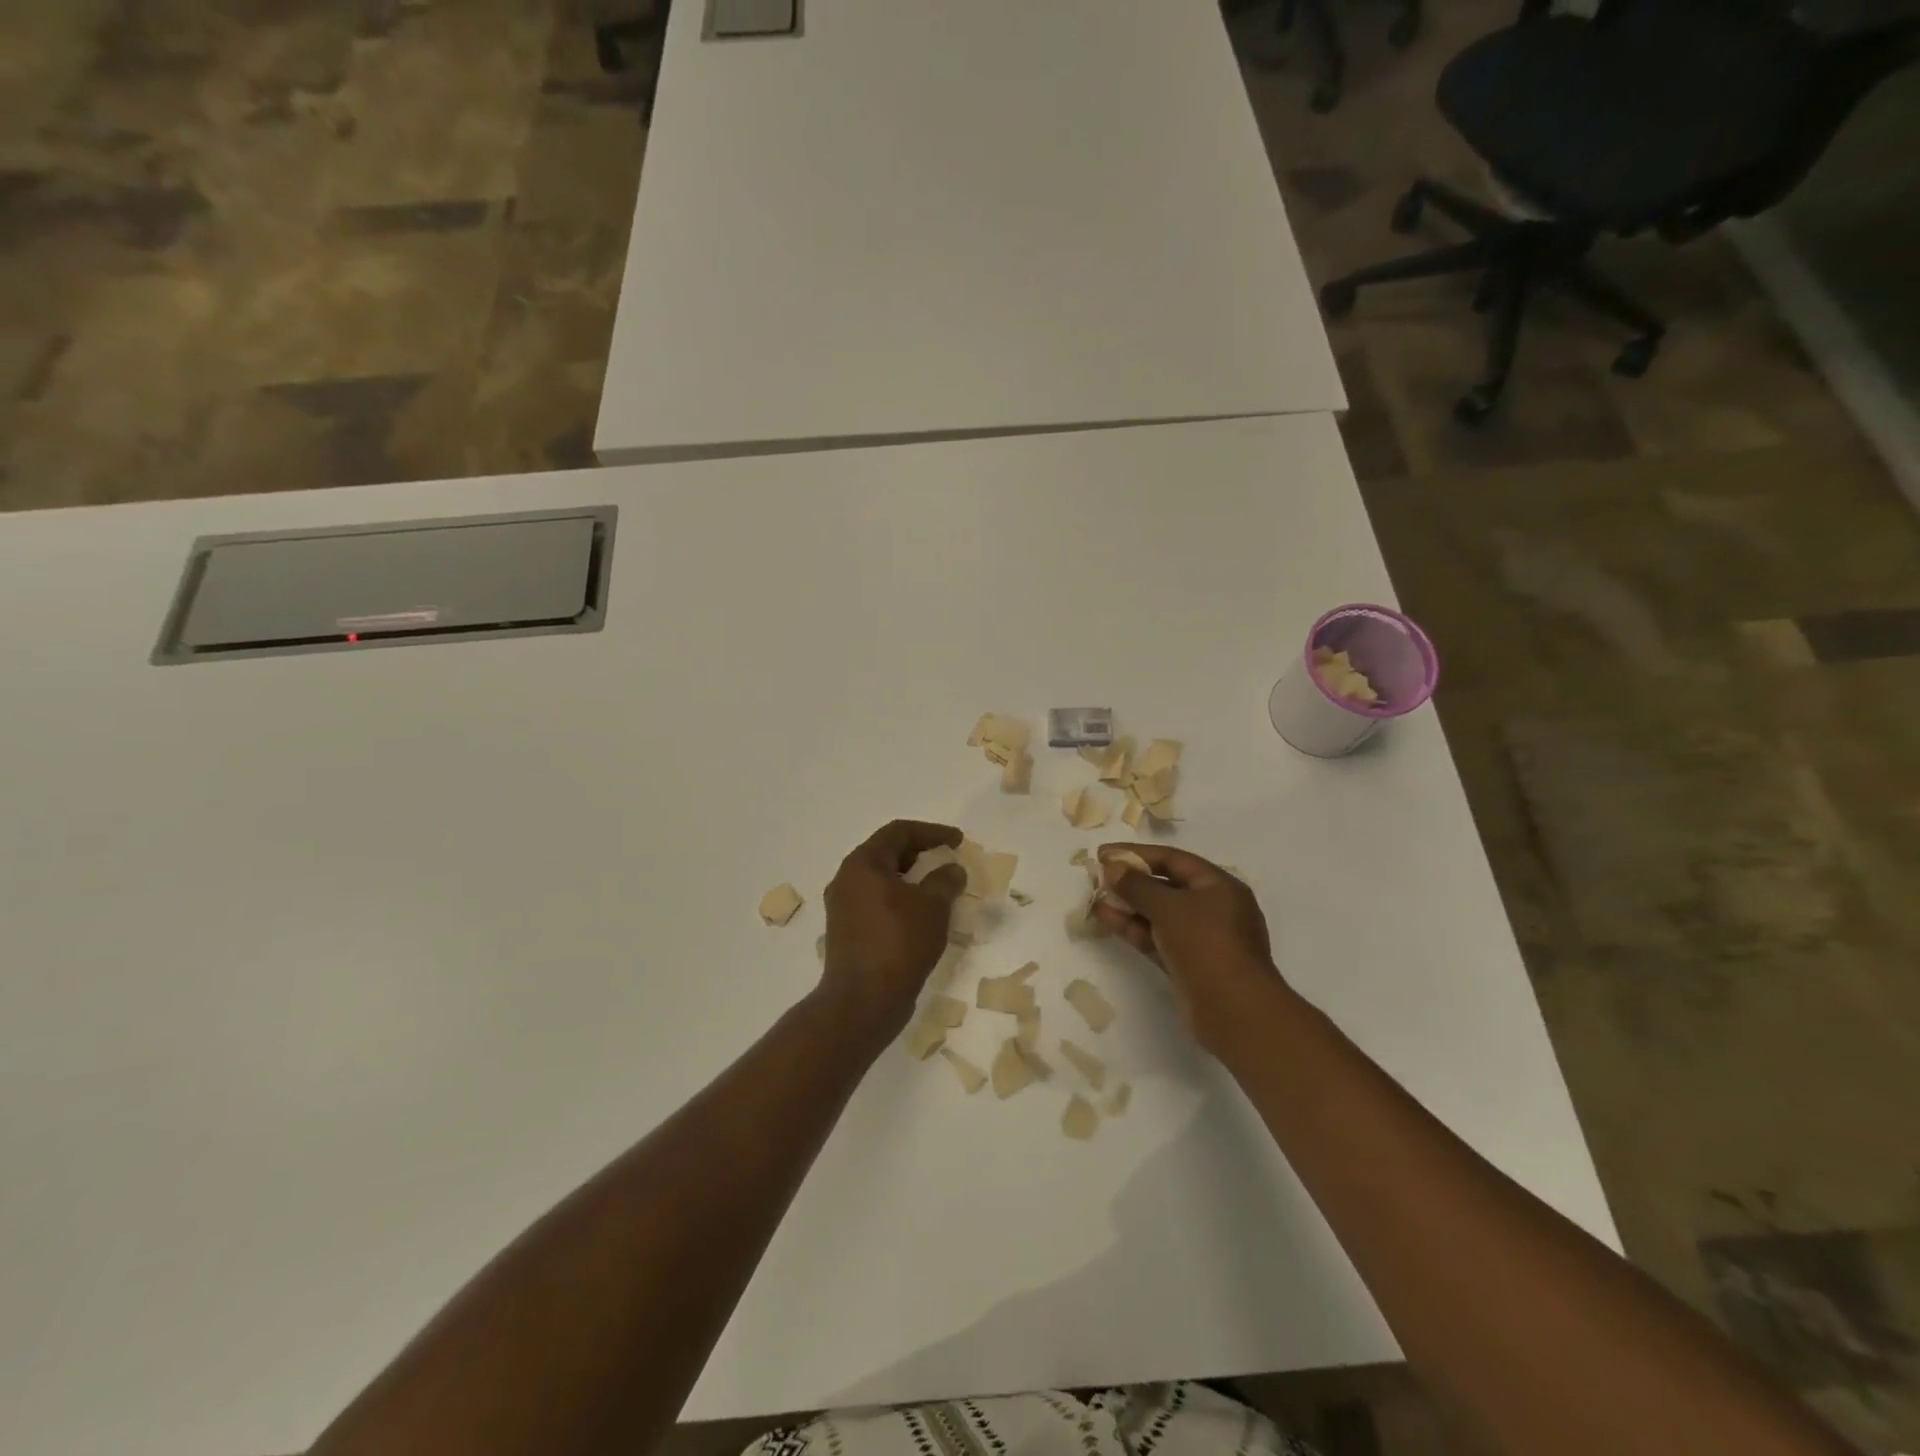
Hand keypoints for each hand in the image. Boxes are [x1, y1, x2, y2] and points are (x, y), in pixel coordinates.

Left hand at [818, 820, 968, 1039]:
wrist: (863, 1002)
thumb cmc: (898, 943)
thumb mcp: (932, 906)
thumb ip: (945, 880)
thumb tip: (952, 870)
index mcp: (862, 864)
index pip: (898, 832)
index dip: (932, 831)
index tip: (958, 840)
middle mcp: (847, 880)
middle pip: (886, 853)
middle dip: (920, 852)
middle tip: (947, 857)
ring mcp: (843, 907)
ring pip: (881, 880)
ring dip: (910, 878)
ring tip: (939, 886)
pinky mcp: (847, 932)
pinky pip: (877, 903)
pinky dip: (900, 900)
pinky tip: (921, 914)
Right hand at [1092, 844, 1283, 1053]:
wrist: (1235, 1012)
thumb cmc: (1207, 945)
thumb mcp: (1169, 908)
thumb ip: (1137, 885)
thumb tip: (1112, 867)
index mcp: (1219, 886)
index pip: (1174, 859)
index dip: (1138, 854)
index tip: (1104, 853)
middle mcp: (1214, 908)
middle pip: (1167, 886)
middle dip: (1132, 881)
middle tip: (1098, 877)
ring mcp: (1202, 938)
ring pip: (1160, 914)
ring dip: (1129, 905)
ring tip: (1096, 898)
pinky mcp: (1189, 964)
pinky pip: (1158, 938)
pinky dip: (1134, 929)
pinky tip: (1106, 920)